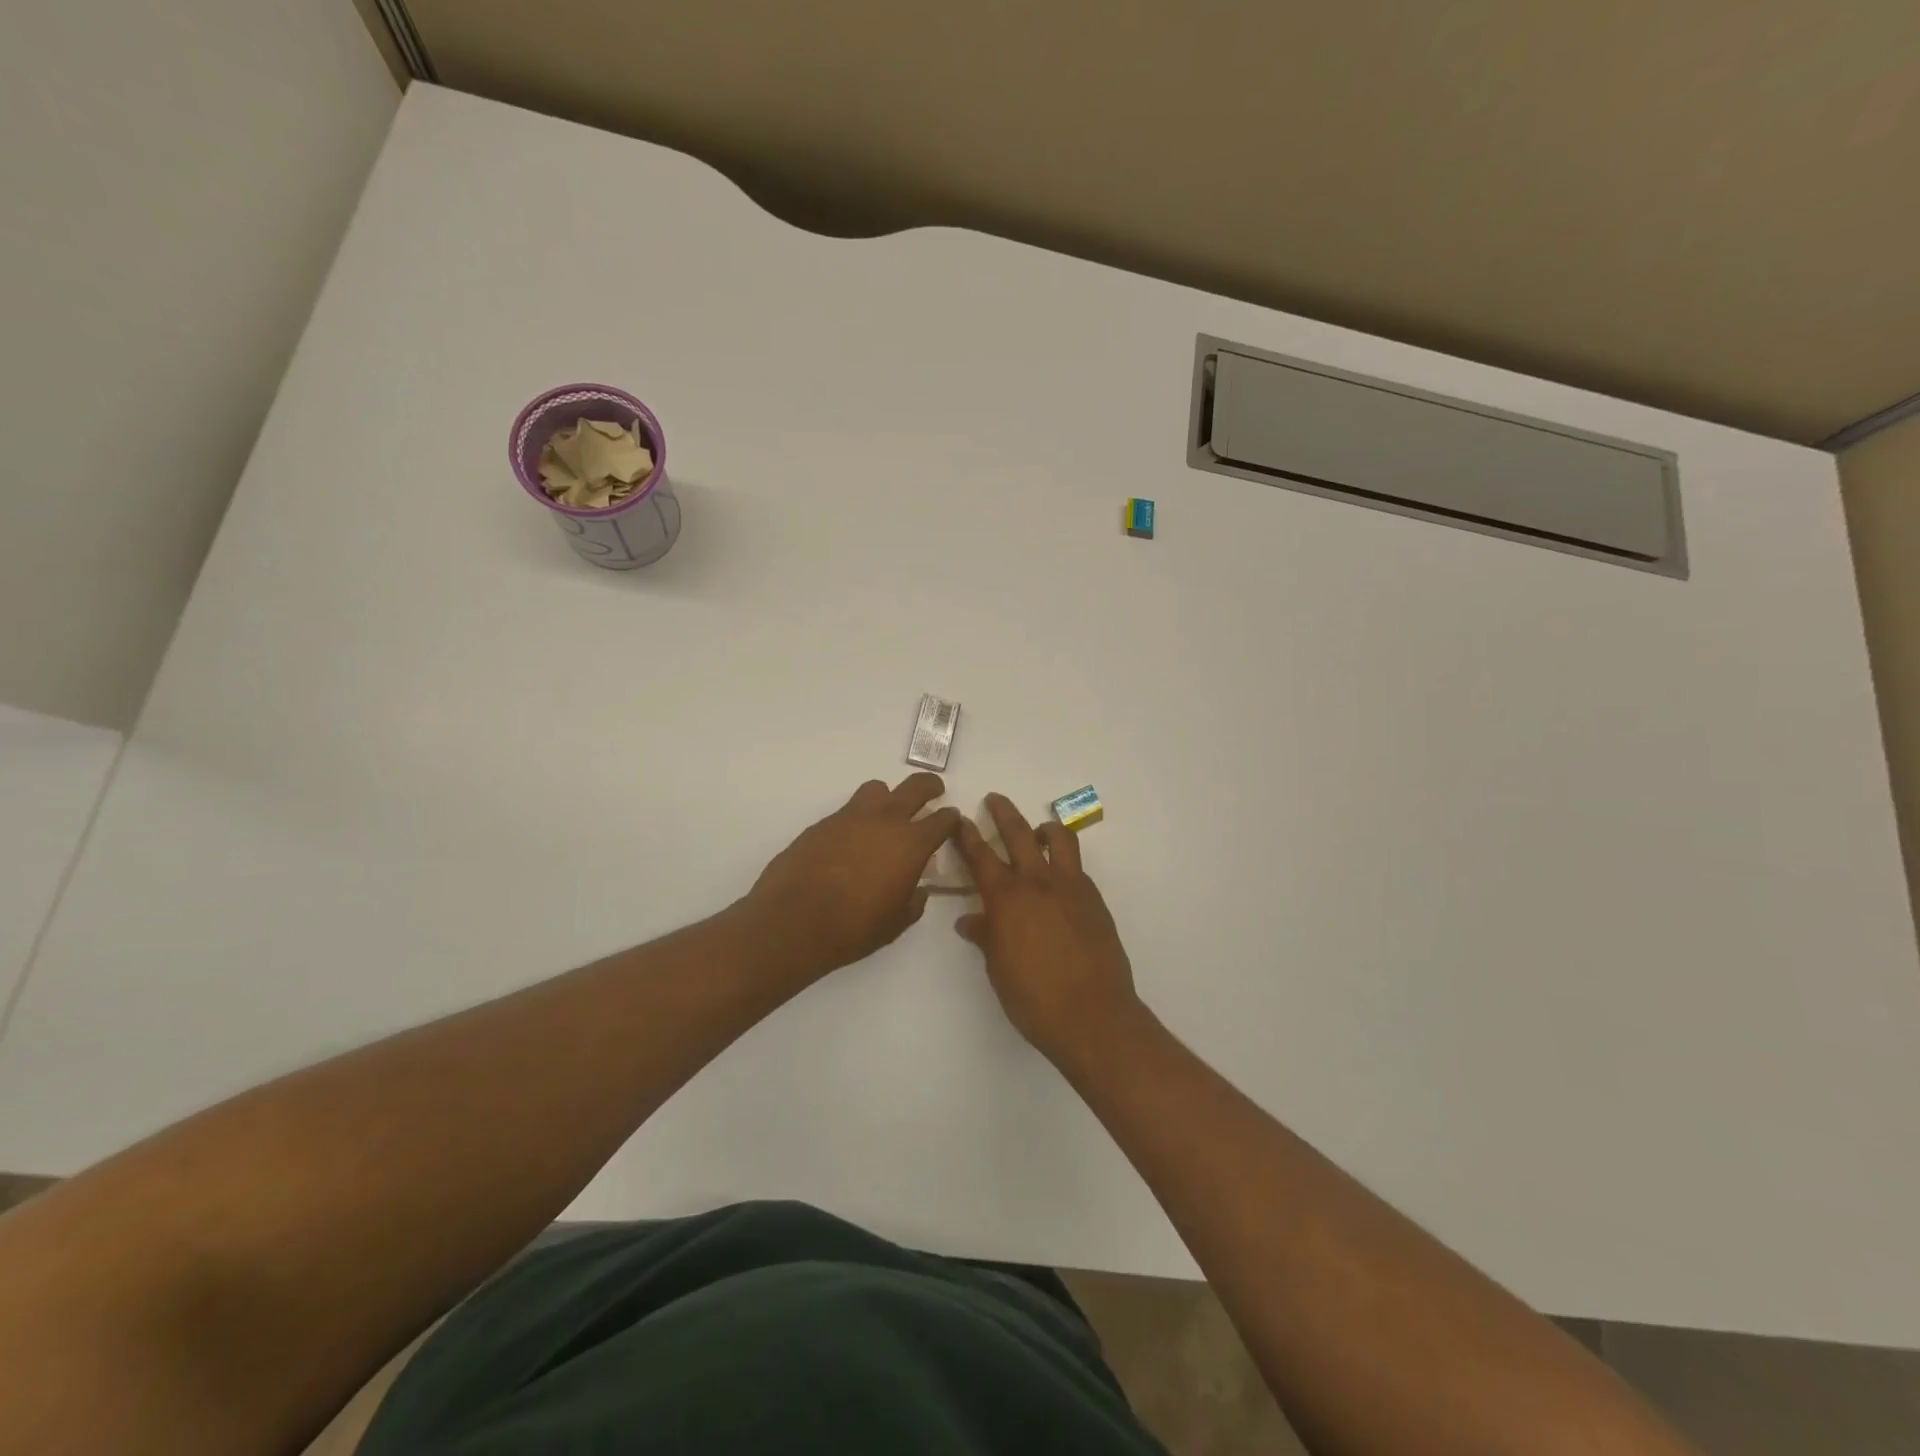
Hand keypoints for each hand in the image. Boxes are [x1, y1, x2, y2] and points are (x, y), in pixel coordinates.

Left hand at [744, 774, 961, 985]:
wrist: (792, 922)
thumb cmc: (853, 928)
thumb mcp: (896, 922)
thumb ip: (913, 901)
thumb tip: (917, 889)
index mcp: (911, 844)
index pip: (942, 820)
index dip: (951, 818)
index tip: (952, 820)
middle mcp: (884, 820)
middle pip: (915, 787)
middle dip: (929, 787)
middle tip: (934, 791)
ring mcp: (850, 817)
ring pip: (877, 789)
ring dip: (888, 797)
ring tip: (886, 816)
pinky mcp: (822, 823)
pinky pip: (848, 810)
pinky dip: (858, 819)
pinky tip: (851, 842)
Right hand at [954, 793, 1142, 1064]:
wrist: (1092, 1015)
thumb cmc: (1033, 998)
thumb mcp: (998, 969)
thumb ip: (985, 936)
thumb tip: (969, 921)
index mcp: (1007, 898)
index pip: (981, 856)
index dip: (967, 835)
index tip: (959, 819)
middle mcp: (1038, 882)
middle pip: (1019, 833)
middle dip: (1003, 812)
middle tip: (994, 799)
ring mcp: (1071, 887)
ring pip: (1059, 839)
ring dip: (1044, 829)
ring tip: (1037, 833)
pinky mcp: (1094, 899)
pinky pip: (1076, 868)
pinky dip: (1064, 863)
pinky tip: (1059, 881)